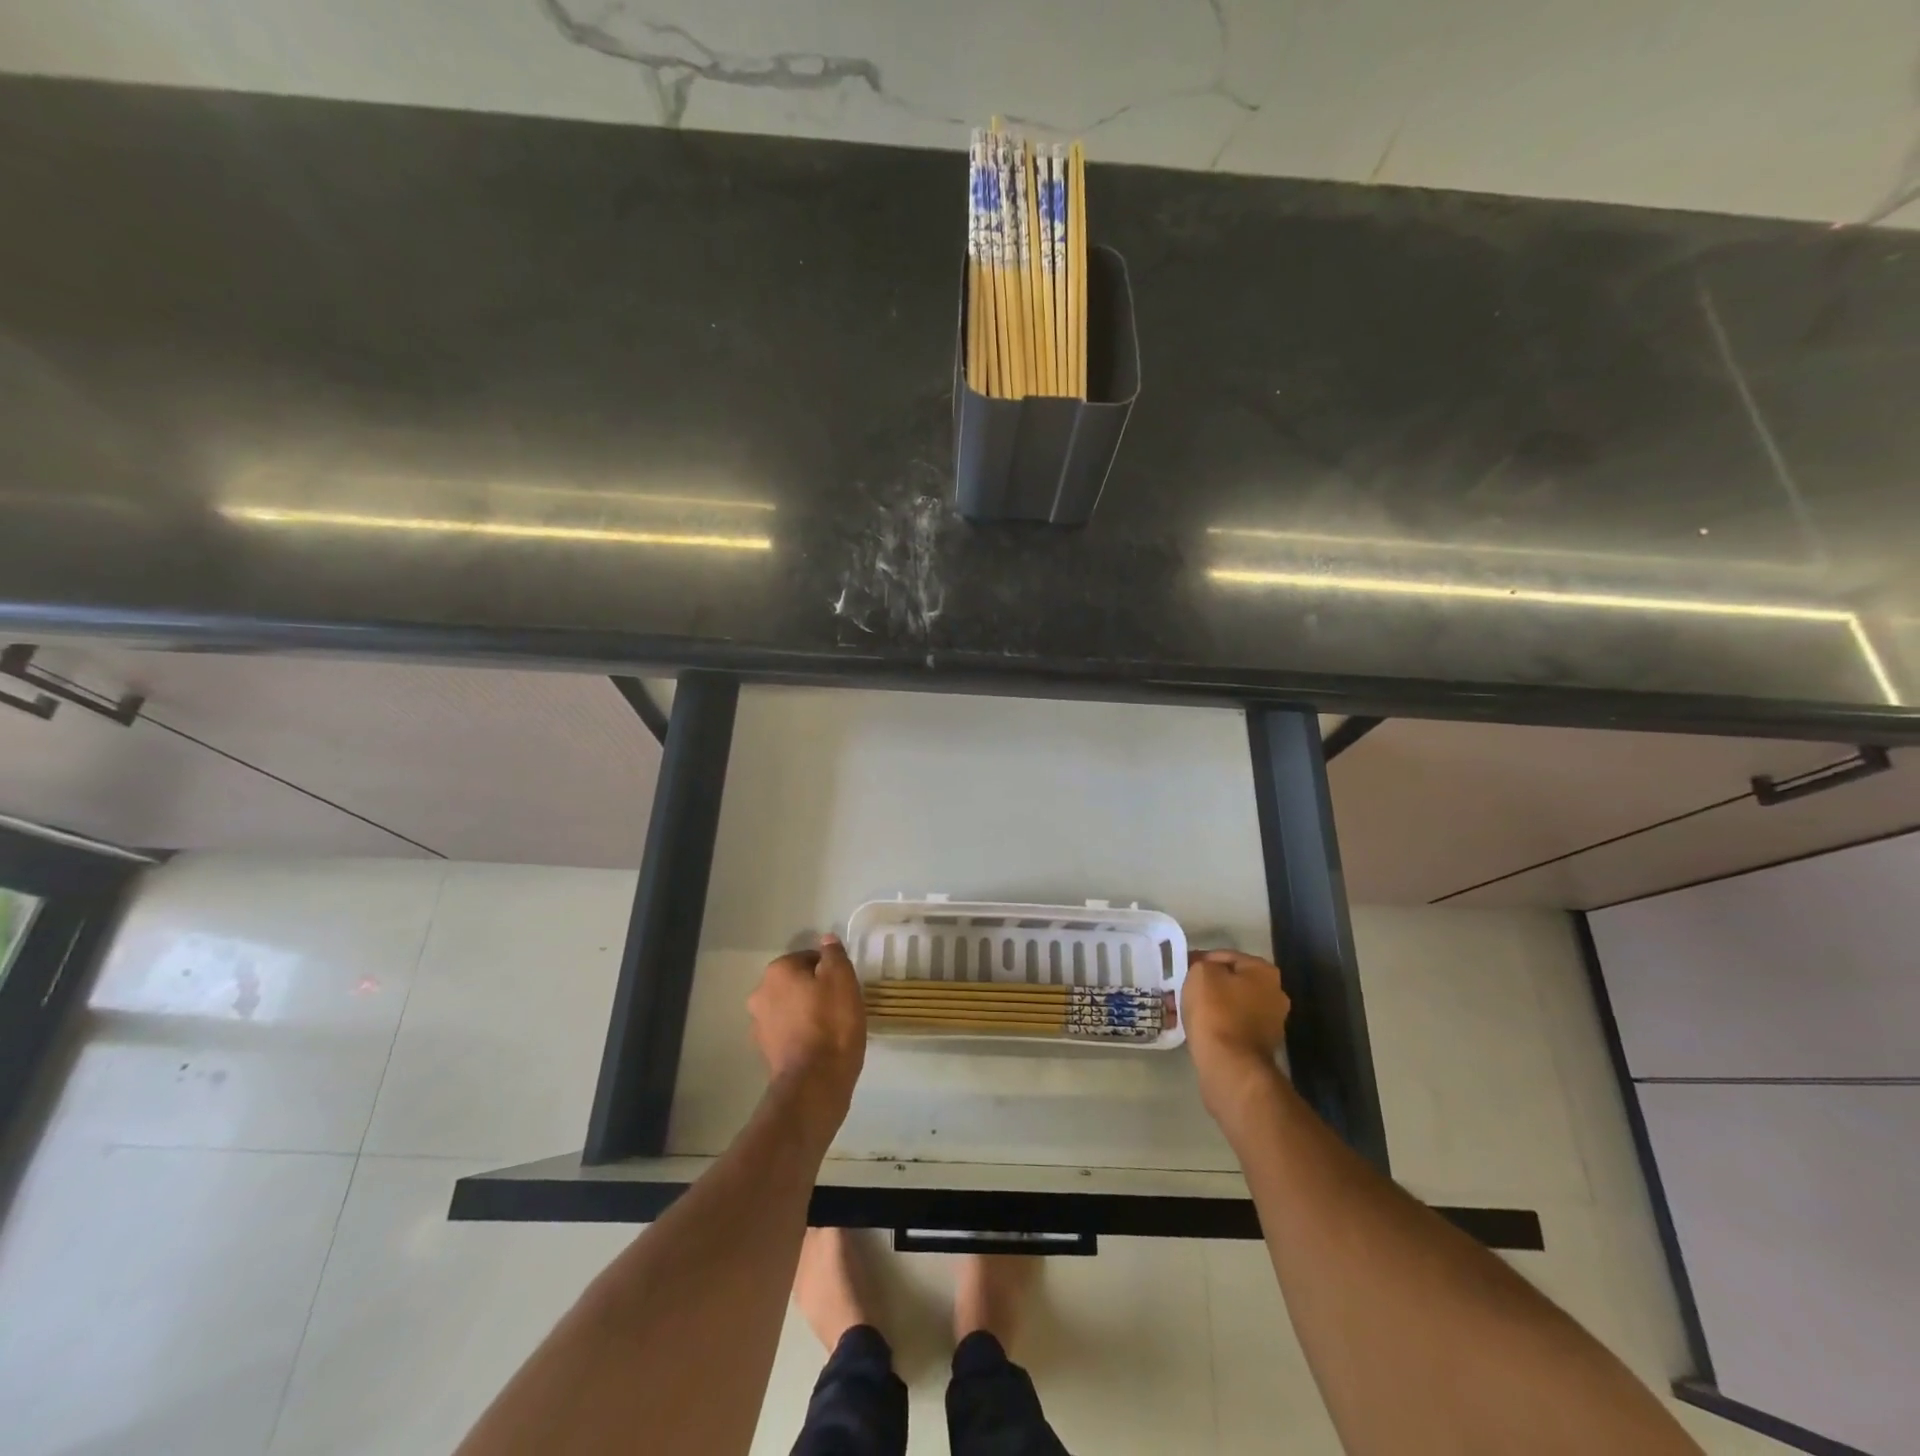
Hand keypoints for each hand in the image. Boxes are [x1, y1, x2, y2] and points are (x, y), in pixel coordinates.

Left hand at [748, 934, 866, 1142]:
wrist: (815, 1082)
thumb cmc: (832, 1022)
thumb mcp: (842, 978)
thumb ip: (833, 954)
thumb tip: (826, 940)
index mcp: (777, 971)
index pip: (809, 958)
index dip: (830, 970)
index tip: (844, 986)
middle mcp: (760, 993)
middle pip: (796, 982)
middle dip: (815, 990)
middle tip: (840, 1005)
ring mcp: (759, 1025)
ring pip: (790, 1007)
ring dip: (806, 1012)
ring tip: (832, 1028)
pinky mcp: (765, 1051)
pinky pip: (788, 1032)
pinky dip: (801, 1034)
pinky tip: (820, 1046)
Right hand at [1182, 950, 1289, 1123]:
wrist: (1229, 1065)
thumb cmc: (1216, 1010)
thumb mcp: (1201, 973)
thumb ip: (1203, 964)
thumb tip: (1205, 971)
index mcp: (1265, 972)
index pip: (1226, 956)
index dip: (1200, 960)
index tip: (1181, 969)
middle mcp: (1275, 995)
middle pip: (1232, 981)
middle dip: (1207, 985)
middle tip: (1183, 989)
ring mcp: (1271, 1023)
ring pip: (1232, 1005)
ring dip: (1211, 1005)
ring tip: (1184, 1009)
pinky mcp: (1261, 1047)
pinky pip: (1233, 1026)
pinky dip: (1217, 1025)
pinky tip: (1197, 1028)